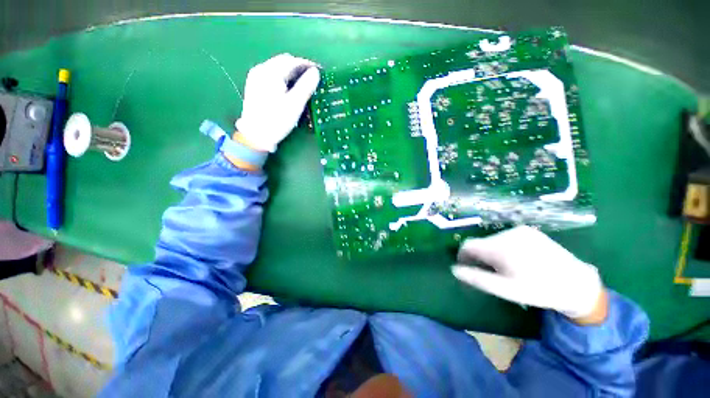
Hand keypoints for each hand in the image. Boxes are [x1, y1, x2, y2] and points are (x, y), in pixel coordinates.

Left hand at [235, 53, 320, 152]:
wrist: (256, 135)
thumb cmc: (277, 120)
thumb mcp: (295, 104)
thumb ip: (306, 86)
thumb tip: (316, 72)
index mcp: (271, 72)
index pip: (292, 61)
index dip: (307, 65)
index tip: (319, 71)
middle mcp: (261, 70)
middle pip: (284, 62)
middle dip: (299, 68)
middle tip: (312, 78)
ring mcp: (256, 77)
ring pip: (277, 68)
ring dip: (291, 73)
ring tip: (303, 84)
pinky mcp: (254, 86)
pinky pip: (272, 75)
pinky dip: (283, 78)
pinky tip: (289, 88)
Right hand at [452, 226, 606, 323]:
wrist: (577, 284)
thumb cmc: (539, 290)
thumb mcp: (505, 289)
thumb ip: (477, 279)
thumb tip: (454, 270)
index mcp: (500, 247)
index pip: (468, 245)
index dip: (463, 256)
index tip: (467, 267)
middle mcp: (507, 234)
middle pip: (481, 243)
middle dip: (480, 256)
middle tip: (491, 273)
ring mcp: (520, 230)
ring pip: (492, 240)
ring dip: (492, 252)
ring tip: (506, 268)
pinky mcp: (529, 231)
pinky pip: (505, 237)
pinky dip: (503, 247)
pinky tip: (517, 260)